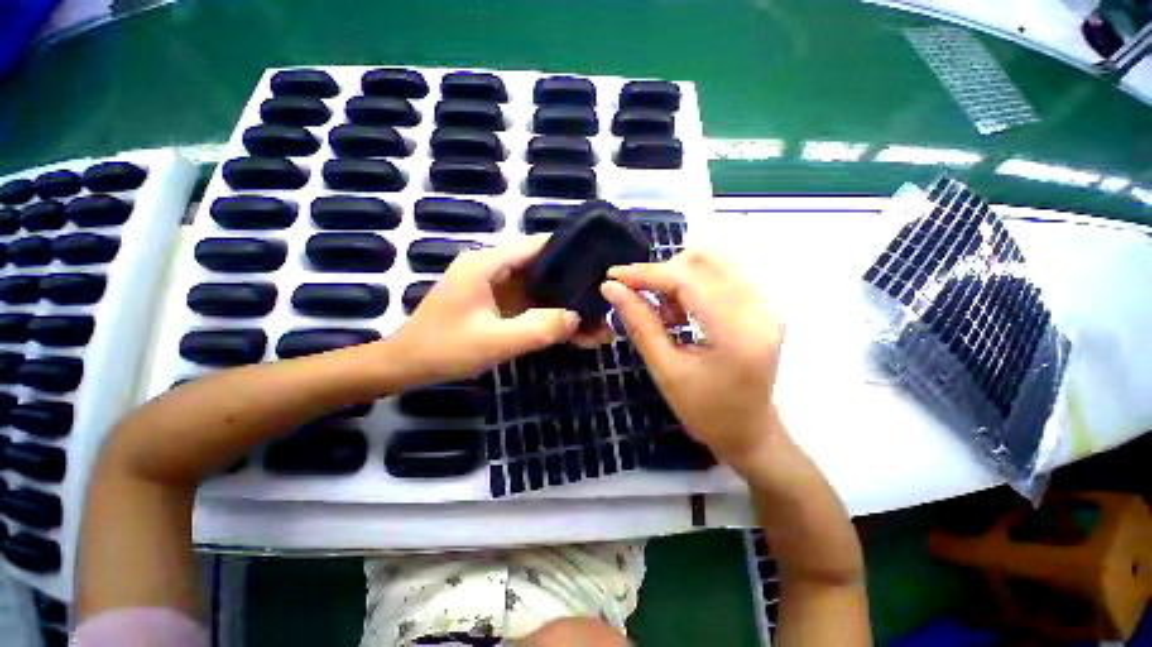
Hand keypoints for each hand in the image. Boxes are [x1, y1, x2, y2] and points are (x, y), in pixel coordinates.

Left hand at [391, 236, 610, 384]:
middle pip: (541, 268)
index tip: (597, 263)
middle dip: (572, 284)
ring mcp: (494, 288)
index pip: (535, 246)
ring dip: (563, 304)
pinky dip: (549, 315)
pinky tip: (572, 330)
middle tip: (602, 298)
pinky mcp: (496, 305)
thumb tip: (576, 317)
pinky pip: (529, 305)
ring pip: (538, 289)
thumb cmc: (445, 349)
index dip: (568, 251)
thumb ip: (538, 328)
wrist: (407, 366)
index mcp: (487, 264)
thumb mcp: (495, 341)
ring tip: (595, 321)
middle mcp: (492, 268)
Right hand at [602, 248, 784, 475]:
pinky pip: (722, 273)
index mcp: (737, 333)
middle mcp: (760, 310)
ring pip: (713, 261)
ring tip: (664, 310)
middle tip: (639, 295)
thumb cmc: (704, 410)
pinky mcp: (762, 305)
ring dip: (678, 276)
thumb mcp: (665, 370)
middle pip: (705, 259)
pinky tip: (681, 310)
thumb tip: (611, 289)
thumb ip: (640, 323)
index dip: (647, 273)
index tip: (613, 276)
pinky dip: (692, 282)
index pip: (688, 280)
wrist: (749, 431)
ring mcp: (766, 304)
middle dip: (662, 271)